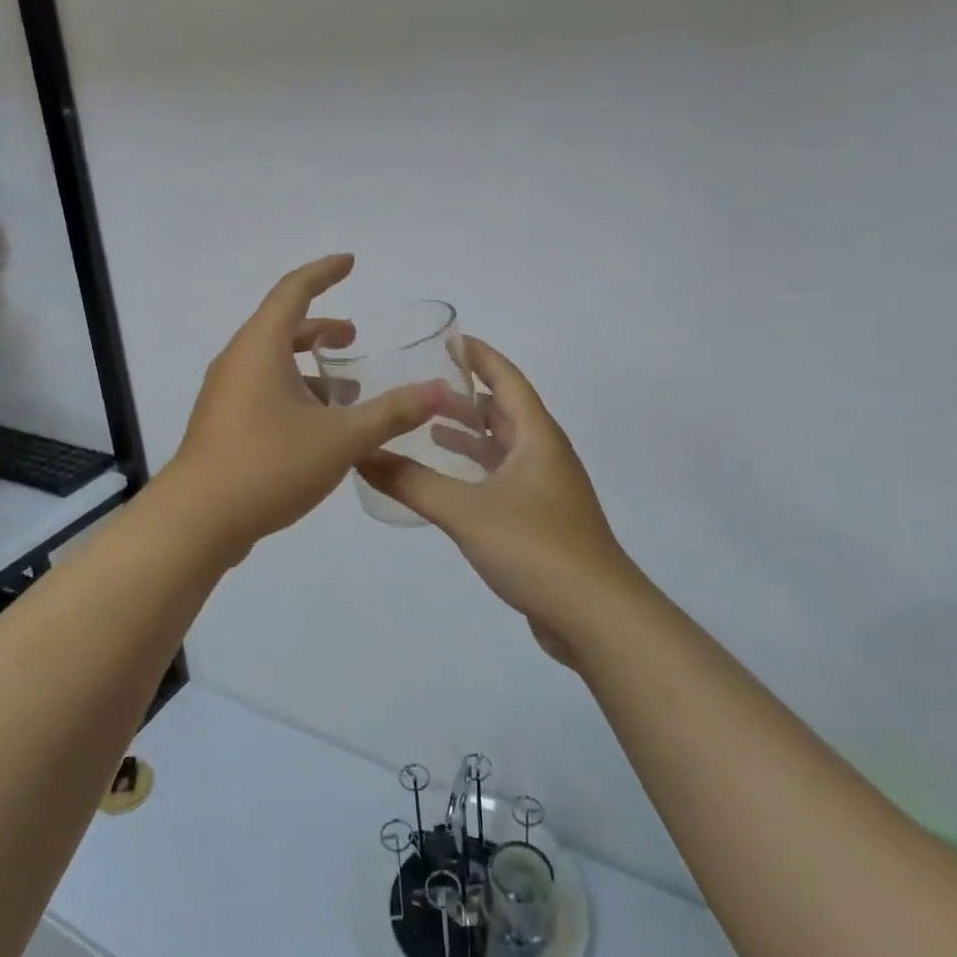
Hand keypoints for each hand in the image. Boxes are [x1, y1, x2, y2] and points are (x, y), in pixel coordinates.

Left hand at [165, 255, 450, 555]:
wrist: (197, 521)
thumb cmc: (269, 465)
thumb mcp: (340, 439)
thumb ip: (391, 412)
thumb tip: (439, 390)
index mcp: (260, 347)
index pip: (294, 290)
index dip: (324, 272)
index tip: (350, 262)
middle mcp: (238, 361)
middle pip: (281, 326)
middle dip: (320, 327)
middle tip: (354, 338)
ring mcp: (224, 394)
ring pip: (271, 362)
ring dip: (307, 366)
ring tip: (344, 389)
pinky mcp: (222, 424)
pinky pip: (262, 390)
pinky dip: (292, 391)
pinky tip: (317, 428)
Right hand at [358, 338, 645, 658]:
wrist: (595, 617)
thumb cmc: (536, 548)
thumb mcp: (466, 510)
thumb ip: (411, 482)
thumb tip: (361, 455)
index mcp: (536, 436)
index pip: (506, 379)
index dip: (479, 356)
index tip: (448, 339)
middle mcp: (543, 454)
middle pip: (502, 411)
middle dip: (463, 396)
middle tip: (419, 386)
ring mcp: (544, 489)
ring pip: (501, 447)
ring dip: (468, 434)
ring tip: (426, 426)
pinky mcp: (538, 520)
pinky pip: (500, 478)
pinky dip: (472, 470)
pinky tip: (447, 482)